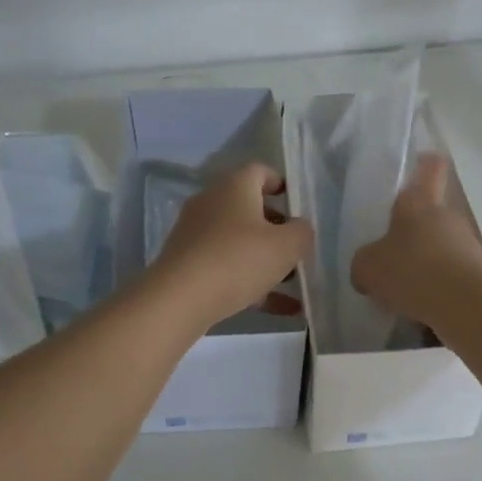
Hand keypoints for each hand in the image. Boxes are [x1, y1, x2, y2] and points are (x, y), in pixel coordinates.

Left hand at [149, 163, 313, 329]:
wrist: (180, 299)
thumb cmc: (238, 259)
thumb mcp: (286, 246)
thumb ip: (301, 232)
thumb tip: (299, 228)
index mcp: (234, 187)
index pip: (259, 172)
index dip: (281, 184)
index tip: (297, 204)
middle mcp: (211, 203)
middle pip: (249, 208)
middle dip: (276, 228)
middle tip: (297, 248)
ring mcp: (195, 234)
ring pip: (238, 241)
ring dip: (265, 259)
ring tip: (294, 283)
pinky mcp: (187, 264)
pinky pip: (227, 268)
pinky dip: (252, 283)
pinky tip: (281, 309)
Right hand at [350, 154, 481, 323]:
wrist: (463, 305)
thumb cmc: (410, 271)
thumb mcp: (367, 268)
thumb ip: (364, 262)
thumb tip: (368, 267)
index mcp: (419, 203)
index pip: (429, 168)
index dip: (424, 164)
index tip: (417, 166)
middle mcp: (446, 216)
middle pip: (430, 215)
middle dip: (412, 232)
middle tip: (390, 253)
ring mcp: (467, 243)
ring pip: (441, 246)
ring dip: (426, 261)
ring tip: (404, 289)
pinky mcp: (479, 273)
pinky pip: (451, 274)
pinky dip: (438, 286)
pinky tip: (421, 307)